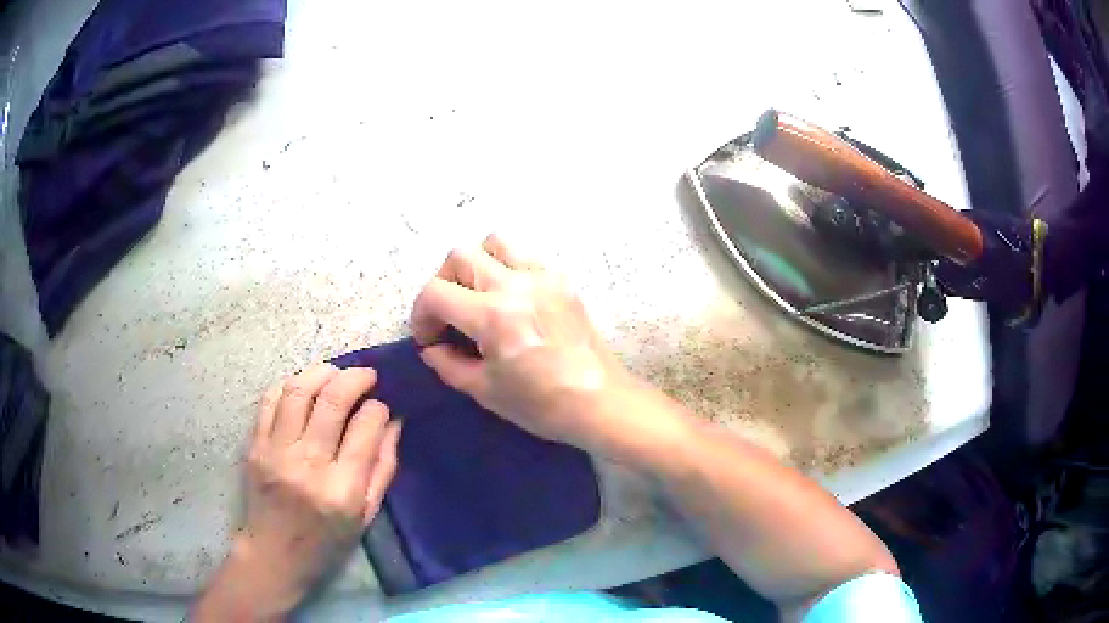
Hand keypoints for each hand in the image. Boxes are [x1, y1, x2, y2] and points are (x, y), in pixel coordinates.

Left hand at [194, 364, 400, 620]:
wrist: (274, 554)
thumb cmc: (327, 542)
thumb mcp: (366, 515)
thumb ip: (383, 468)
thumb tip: (393, 422)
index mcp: (343, 490)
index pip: (365, 428)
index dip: (378, 408)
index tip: (382, 406)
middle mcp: (308, 465)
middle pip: (332, 400)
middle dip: (355, 378)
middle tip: (366, 375)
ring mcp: (276, 452)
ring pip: (298, 391)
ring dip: (321, 373)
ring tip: (335, 374)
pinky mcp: (255, 446)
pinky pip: (270, 400)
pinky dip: (290, 385)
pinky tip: (303, 388)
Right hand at [411, 235, 683, 458]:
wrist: (601, 402)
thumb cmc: (542, 405)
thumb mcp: (485, 391)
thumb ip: (448, 364)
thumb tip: (432, 348)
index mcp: (494, 316)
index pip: (436, 292)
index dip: (421, 315)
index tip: (429, 338)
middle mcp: (516, 285)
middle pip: (459, 256)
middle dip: (442, 283)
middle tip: (448, 315)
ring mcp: (543, 277)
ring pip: (494, 243)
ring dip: (475, 265)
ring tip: (477, 297)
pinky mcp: (562, 280)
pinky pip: (524, 257)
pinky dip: (506, 269)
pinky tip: (510, 301)